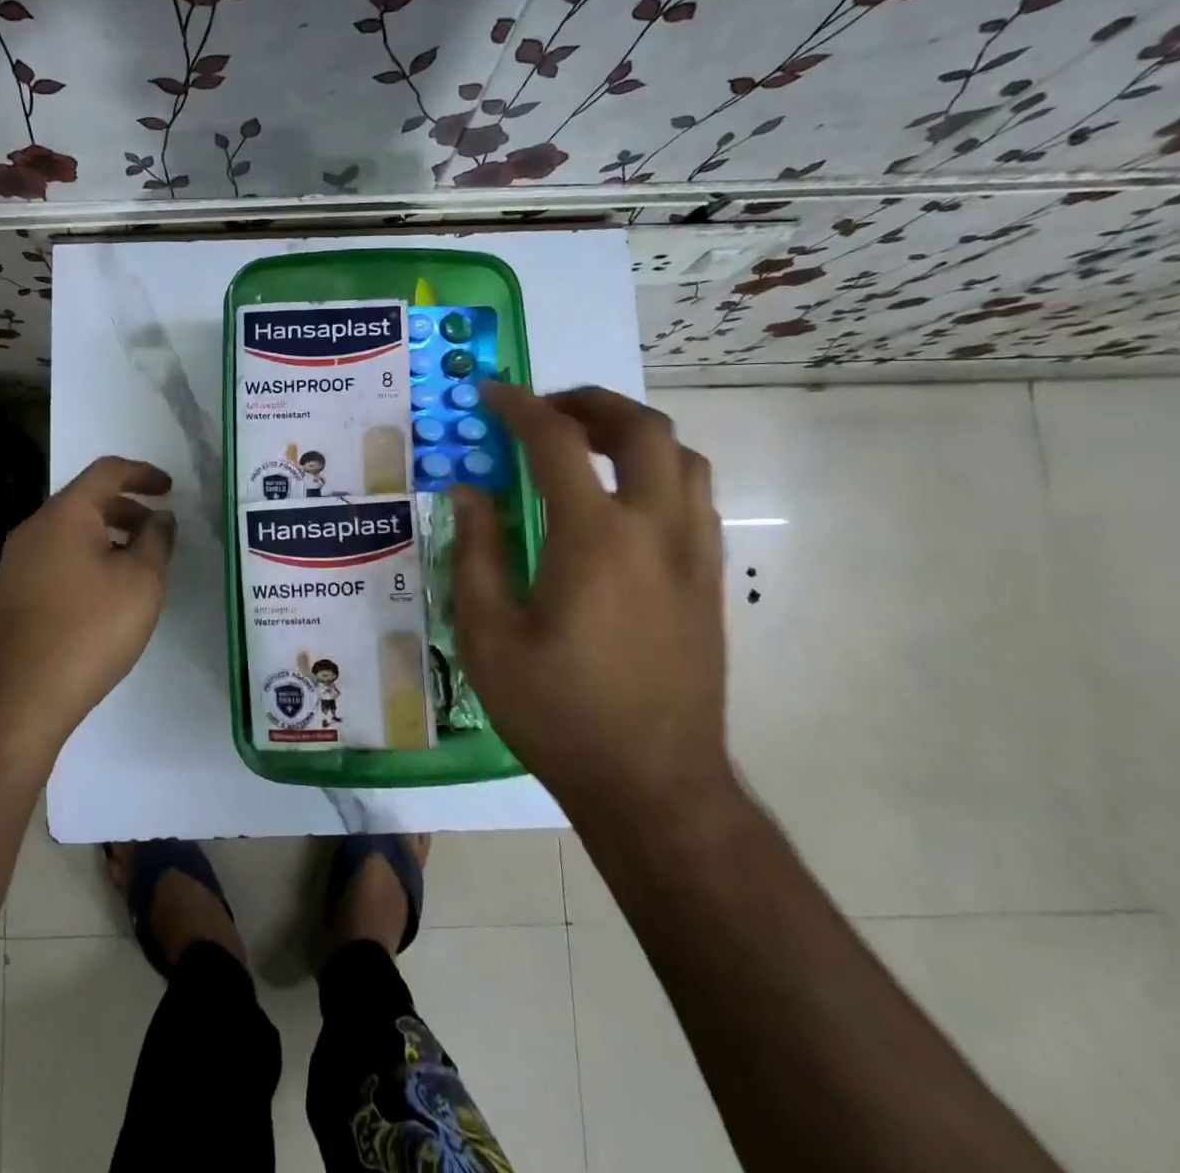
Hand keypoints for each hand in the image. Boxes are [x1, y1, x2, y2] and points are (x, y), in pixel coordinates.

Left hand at [0, 456, 175, 746]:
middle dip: (127, 508)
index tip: (170, 489)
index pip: (107, 471)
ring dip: (109, 536)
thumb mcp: (142, 581)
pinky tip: (107, 593)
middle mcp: (35, 528)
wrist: (21, 696)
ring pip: (71, 531)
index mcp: (65, 514)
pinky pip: (57, 557)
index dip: (143, 473)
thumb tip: (160, 518)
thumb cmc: (91, 628)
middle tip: (159, 532)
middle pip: (86, 500)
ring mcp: (18, 561)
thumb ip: (157, 540)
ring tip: (138, 566)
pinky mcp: (13, 592)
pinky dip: (88, 558)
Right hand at [450, 386, 733, 832]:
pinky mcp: (710, 581)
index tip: (491, 394)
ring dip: (632, 433)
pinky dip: (658, 470)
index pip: (557, 441)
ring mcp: (693, 554)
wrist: (654, 785)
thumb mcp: (488, 637)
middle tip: (545, 411)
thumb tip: (470, 491)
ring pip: (682, 457)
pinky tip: (621, 501)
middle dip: (590, 402)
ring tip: (586, 447)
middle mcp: (655, 529)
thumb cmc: (557, 712)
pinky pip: (694, 496)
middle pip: (641, 429)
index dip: (519, 406)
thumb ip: (476, 553)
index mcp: (594, 538)